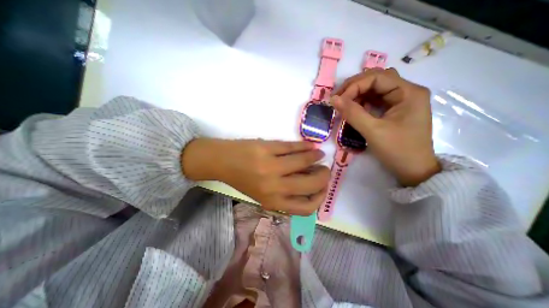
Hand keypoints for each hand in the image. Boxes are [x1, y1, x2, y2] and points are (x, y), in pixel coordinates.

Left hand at [185, 138, 329, 213]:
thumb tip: (311, 186)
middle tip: (325, 169)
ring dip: (316, 157)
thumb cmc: (244, 180)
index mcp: (272, 201)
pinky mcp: (266, 148)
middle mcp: (273, 187)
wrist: (223, 162)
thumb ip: (287, 195)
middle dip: (323, 176)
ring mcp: (270, 166)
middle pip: (310, 184)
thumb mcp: (265, 194)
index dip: (320, 198)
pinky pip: (292, 147)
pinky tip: (310, 146)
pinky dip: (305, 146)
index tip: (323, 188)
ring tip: (319, 154)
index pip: (306, 207)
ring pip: (303, 161)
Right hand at [330, 68, 439, 186]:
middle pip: (376, 79)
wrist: (413, 170)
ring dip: (357, 94)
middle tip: (337, 99)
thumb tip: (333, 99)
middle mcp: (407, 91)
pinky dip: (362, 102)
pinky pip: (375, 100)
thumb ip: (353, 113)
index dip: (354, 86)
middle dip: (354, 87)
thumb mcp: (373, 131)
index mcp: (408, 92)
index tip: (338, 100)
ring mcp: (401, 101)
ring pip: (375, 89)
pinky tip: (353, 109)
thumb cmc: (397, 150)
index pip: (377, 77)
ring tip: (343, 104)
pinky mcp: (394, 110)